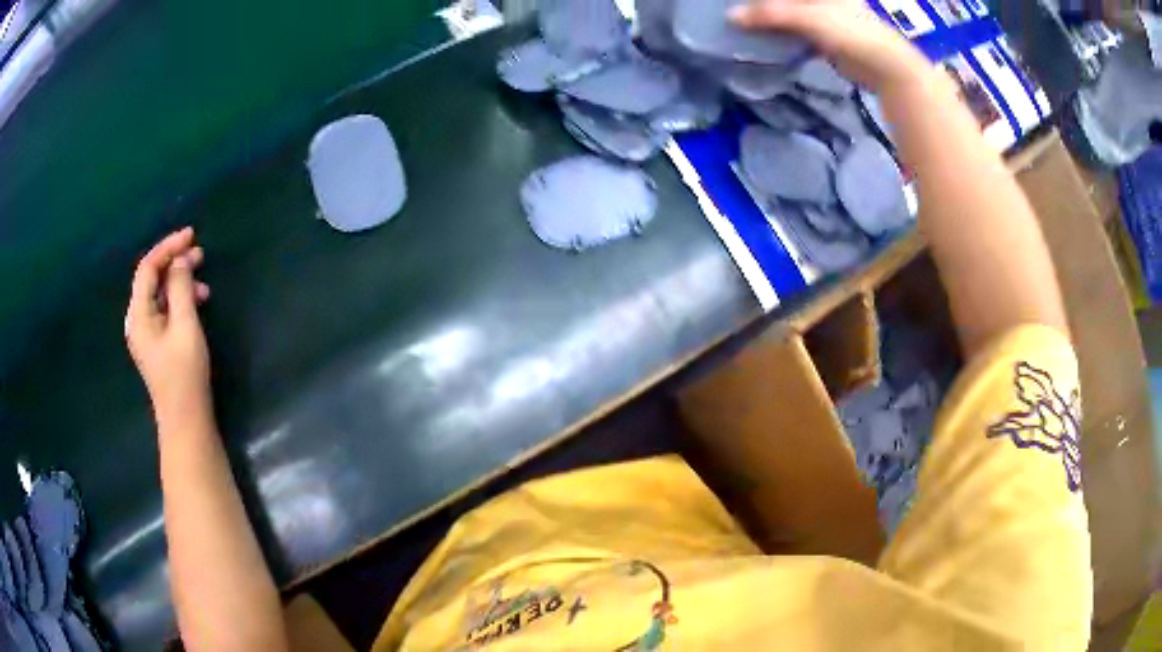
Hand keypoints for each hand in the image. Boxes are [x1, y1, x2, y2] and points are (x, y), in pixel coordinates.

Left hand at [126, 227, 212, 422]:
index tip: (191, 235)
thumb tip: (180, 261)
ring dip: (179, 280)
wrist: (185, 420)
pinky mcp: (156, 342)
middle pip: (151, 278)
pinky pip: (164, 308)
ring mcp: (145, 332)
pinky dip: (179, 298)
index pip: (148, 268)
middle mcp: (137, 319)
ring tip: (203, 281)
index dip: (168, 247)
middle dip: (174, 261)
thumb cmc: (184, 373)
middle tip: (200, 253)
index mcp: (138, 314)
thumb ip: (180, 288)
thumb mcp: (185, 326)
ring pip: (159, 293)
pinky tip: (197, 302)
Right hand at [730, 0, 930, 92]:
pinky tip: (763, 40)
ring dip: (767, 20)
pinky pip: (794, 31)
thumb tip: (730, 17)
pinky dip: (780, 35)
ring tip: (742, 25)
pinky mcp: (824, 36)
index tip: (736, 1)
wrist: (885, 67)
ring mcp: (822, 16)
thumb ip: (769, 14)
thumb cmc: (850, 31)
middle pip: (782, 0)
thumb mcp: (807, 17)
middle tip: (735, 11)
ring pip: (786, 14)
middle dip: (760, 6)